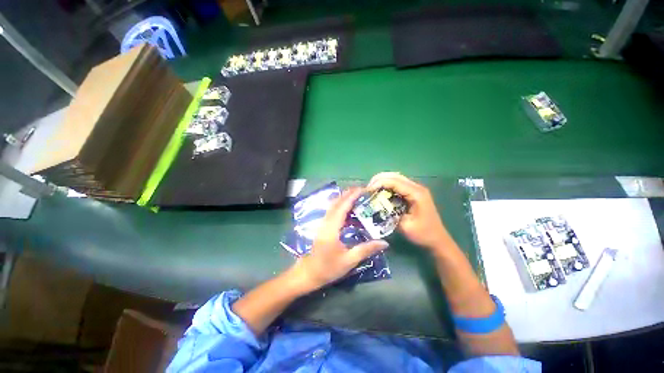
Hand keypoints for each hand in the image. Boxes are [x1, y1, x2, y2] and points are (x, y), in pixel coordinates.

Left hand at [289, 188, 388, 291]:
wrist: (309, 273)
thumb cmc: (328, 268)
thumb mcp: (349, 261)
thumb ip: (366, 250)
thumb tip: (385, 243)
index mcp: (331, 229)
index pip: (342, 208)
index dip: (352, 197)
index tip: (363, 189)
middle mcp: (326, 222)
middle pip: (336, 203)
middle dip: (348, 193)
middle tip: (362, 189)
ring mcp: (323, 223)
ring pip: (333, 205)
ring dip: (344, 198)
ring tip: (357, 195)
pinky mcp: (323, 226)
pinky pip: (332, 211)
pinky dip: (340, 205)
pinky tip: (348, 208)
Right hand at [367, 172, 449, 251]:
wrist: (438, 239)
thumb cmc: (423, 234)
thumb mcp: (405, 227)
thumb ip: (390, 215)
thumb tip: (375, 207)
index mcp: (416, 194)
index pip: (394, 182)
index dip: (379, 183)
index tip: (367, 190)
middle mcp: (417, 187)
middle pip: (395, 176)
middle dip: (379, 179)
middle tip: (367, 188)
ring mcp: (416, 189)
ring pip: (396, 178)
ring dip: (383, 181)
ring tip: (372, 188)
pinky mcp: (413, 193)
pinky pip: (398, 184)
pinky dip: (388, 185)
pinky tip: (381, 192)